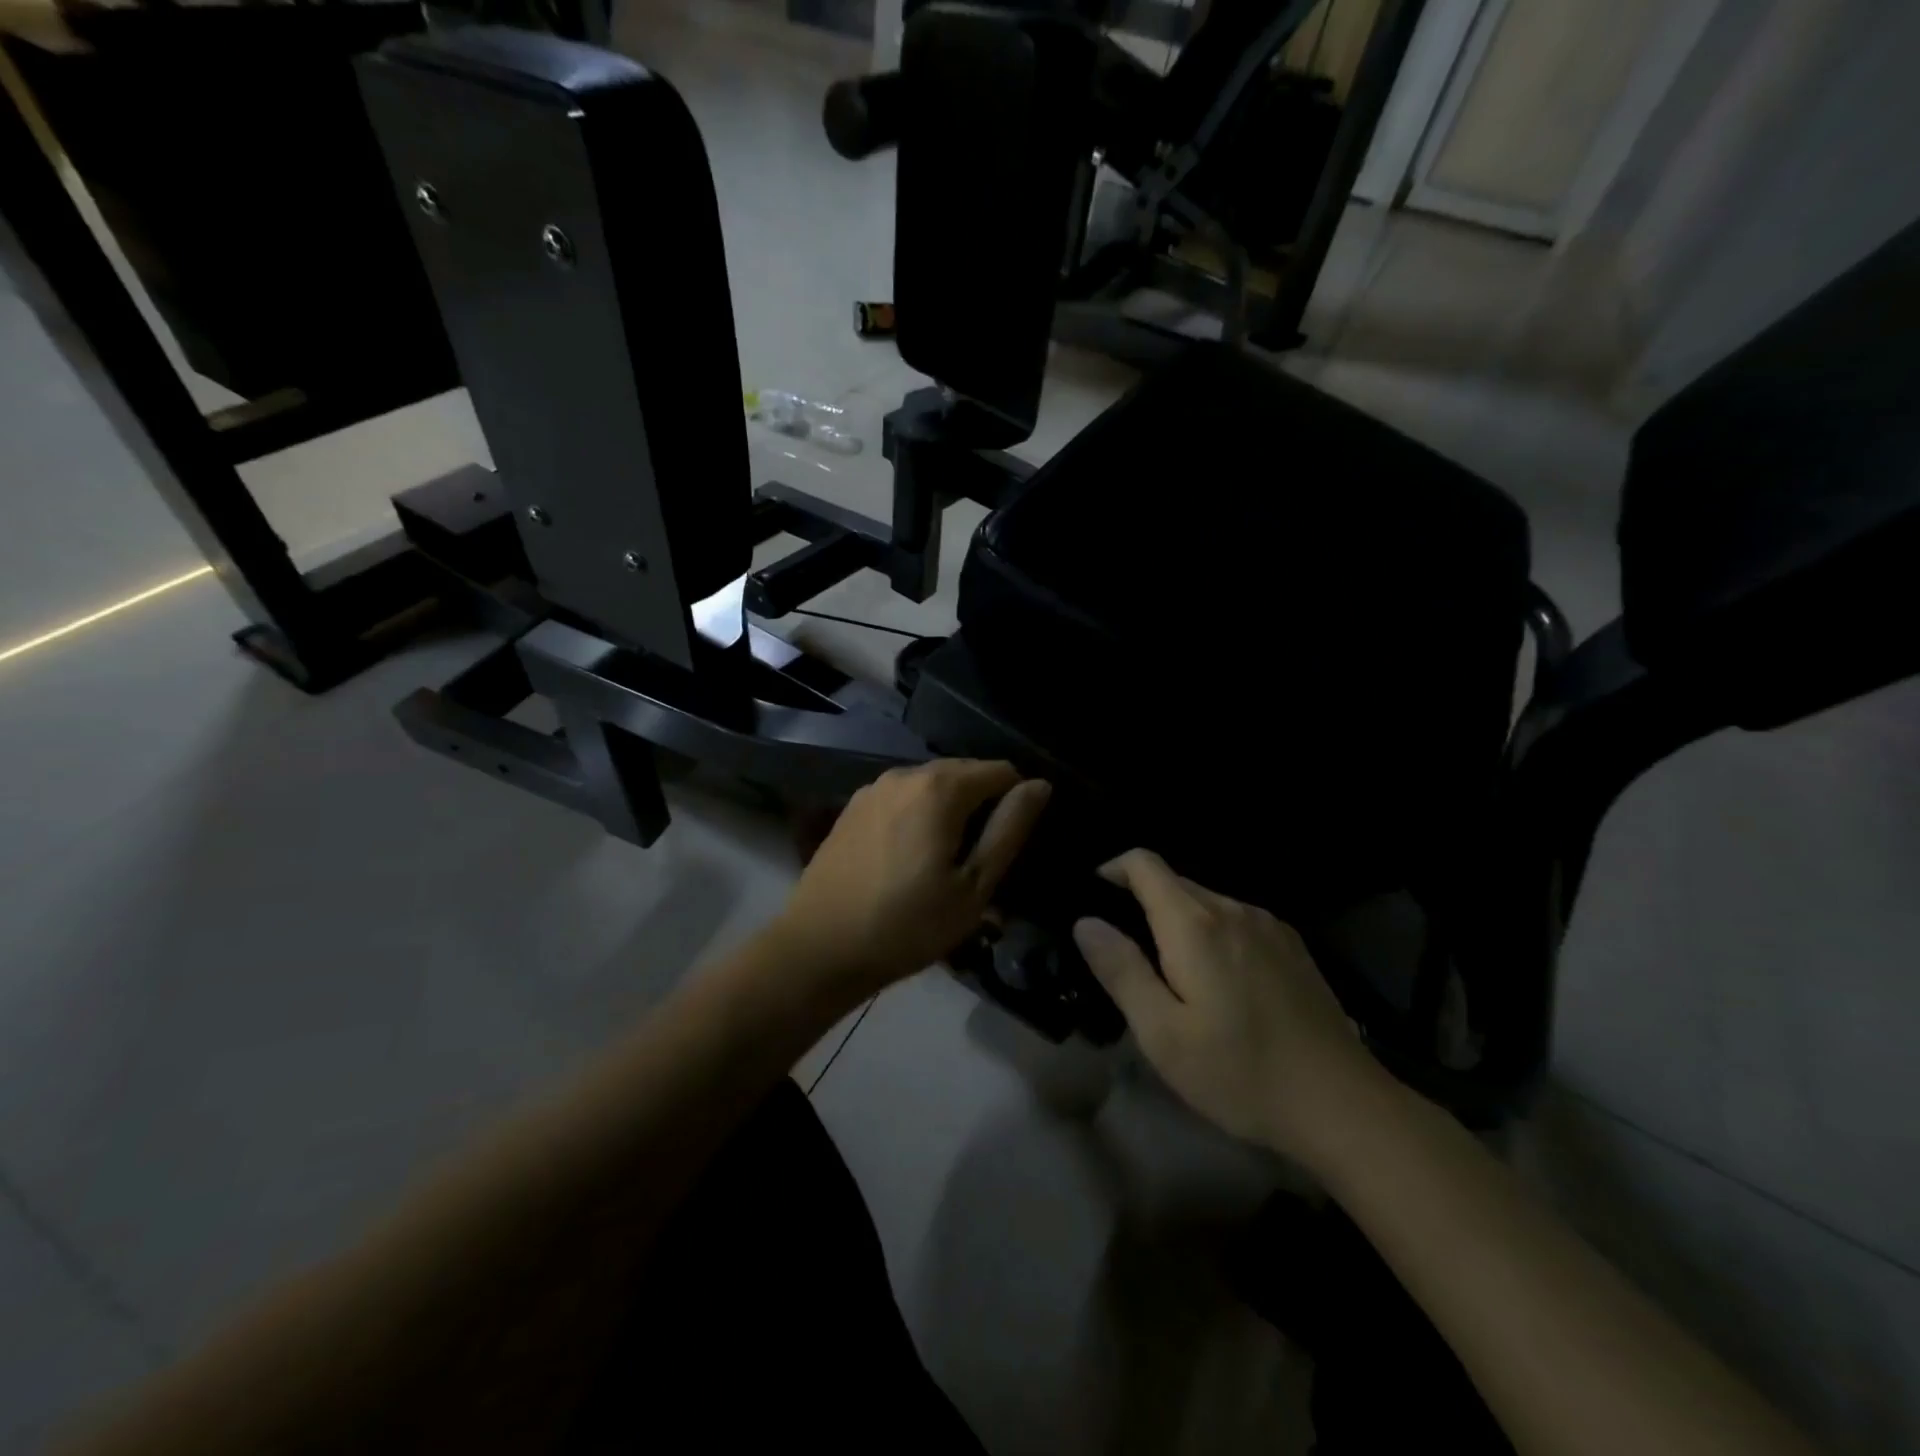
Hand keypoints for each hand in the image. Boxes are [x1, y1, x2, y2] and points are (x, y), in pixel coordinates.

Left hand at [776, 759, 1050, 1000]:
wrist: (819, 948)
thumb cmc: (907, 924)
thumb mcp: (974, 886)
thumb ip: (1009, 829)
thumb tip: (1039, 785)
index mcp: (940, 787)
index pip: (1001, 771)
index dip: (1018, 801)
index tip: (1012, 845)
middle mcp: (905, 773)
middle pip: (964, 773)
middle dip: (983, 805)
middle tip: (982, 860)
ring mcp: (873, 788)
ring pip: (931, 786)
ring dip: (950, 811)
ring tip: (947, 862)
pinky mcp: (852, 808)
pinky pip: (903, 799)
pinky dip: (919, 816)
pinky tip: (911, 858)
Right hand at [1072, 850, 1386, 1169]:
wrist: (1341, 1104)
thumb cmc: (1240, 1072)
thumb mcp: (1163, 1034)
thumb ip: (1121, 970)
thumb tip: (1086, 922)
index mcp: (1195, 924)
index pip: (1144, 864)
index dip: (1113, 869)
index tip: (1094, 896)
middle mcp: (1232, 909)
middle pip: (1174, 881)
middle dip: (1142, 901)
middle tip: (1126, 951)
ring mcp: (1268, 925)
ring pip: (1207, 902)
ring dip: (1178, 920)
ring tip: (1170, 971)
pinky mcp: (1292, 945)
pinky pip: (1236, 920)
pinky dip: (1212, 933)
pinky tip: (1219, 981)